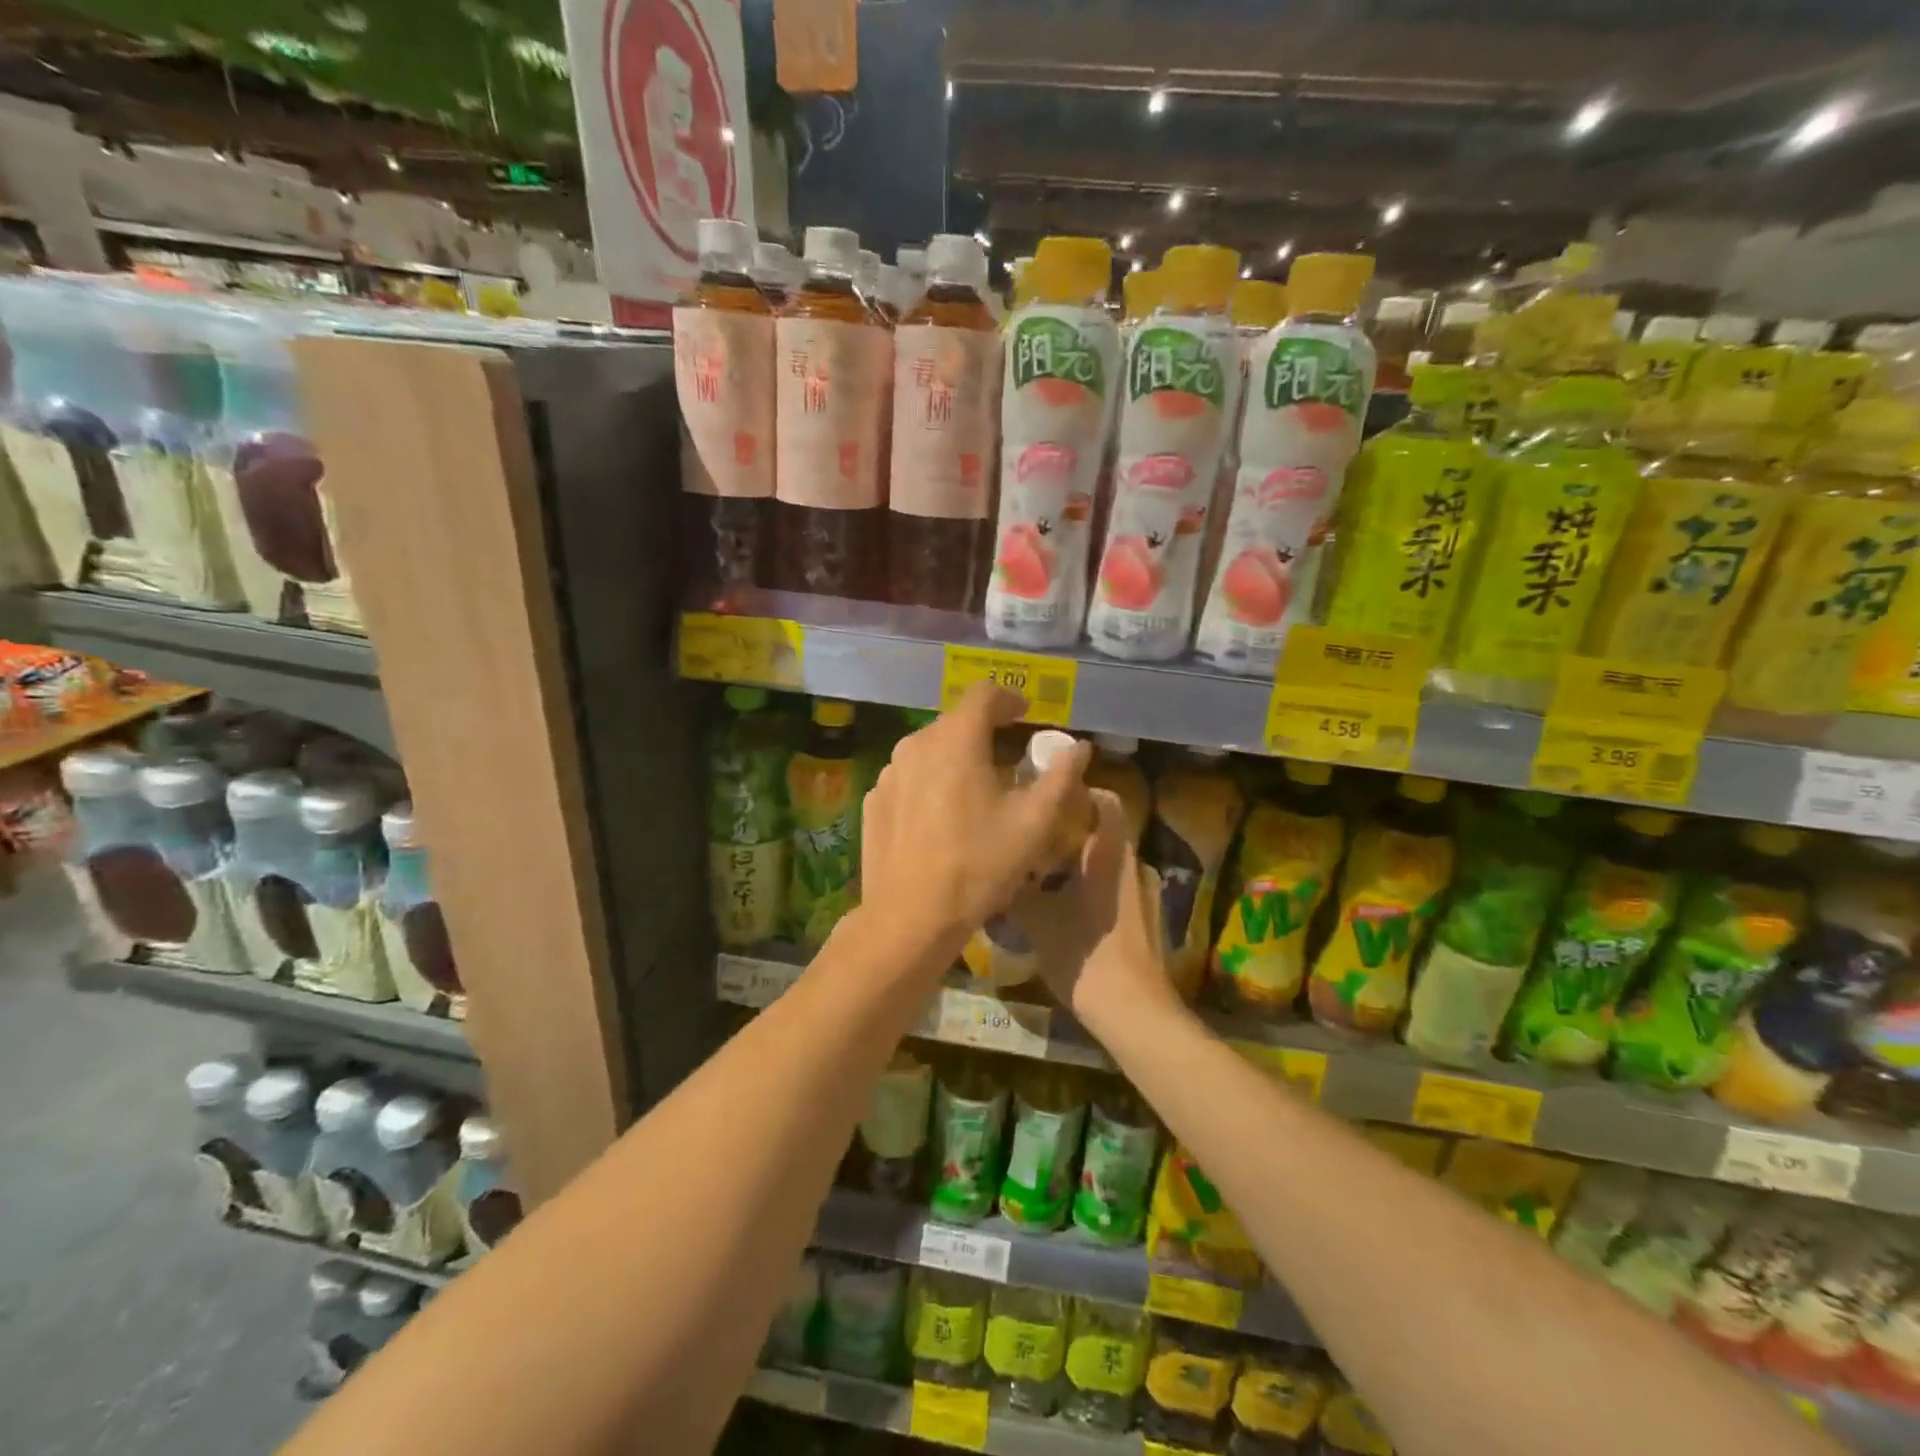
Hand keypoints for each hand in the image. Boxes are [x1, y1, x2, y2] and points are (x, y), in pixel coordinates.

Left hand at [859, 684, 1091, 963]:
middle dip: (985, 732)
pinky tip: (941, 818)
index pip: (984, 694)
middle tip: (1008, 761)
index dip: (1009, 699)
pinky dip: (929, 783)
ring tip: (975, 791)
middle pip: (956, 722)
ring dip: (956, 758)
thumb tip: (1079, 747)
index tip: (1025, 715)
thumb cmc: (978, 866)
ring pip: (929, 750)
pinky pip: (909, 778)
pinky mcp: (873, 800)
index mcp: (956, 740)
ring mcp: (888, 773)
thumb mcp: (1034, 824)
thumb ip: (1060, 777)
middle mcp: (916, 744)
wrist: (909, 918)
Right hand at [1014, 789, 1182, 1035]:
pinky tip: (1059, 907)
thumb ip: (1015, 891)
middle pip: (1101, 830)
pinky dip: (1086, 886)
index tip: (1043, 796)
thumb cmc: (1086, 955)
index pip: (1105, 799)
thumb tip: (994, 872)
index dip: (1077, 791)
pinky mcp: (1142, 918)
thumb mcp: (1038, 921)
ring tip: (1037, 873)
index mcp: (1111, 853)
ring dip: (1074, 862)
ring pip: (1104, 861)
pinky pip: (1111, 886)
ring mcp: (1141, 892)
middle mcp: (1132, 864)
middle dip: (1065, 829)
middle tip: (1029, 837)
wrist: (1135, 1013)